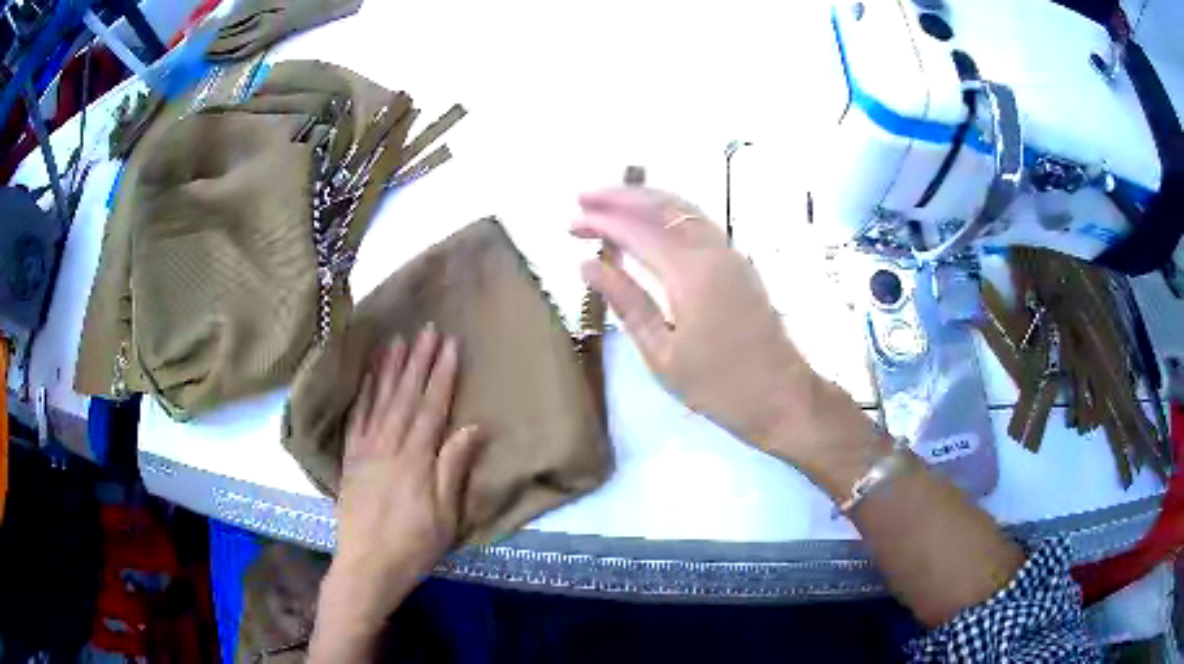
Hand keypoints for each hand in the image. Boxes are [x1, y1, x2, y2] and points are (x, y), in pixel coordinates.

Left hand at [326, 324, 482, 621]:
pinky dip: (363, 393)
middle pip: (405, 396)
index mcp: (415, 460)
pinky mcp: (349, 459)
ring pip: (379, 400)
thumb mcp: (445, 516)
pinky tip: (369, 376)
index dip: (442, 375)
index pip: (431, 407)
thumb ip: (453, 468)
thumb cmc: (413, 545)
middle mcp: (388, 446)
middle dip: (418, 361)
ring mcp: (365, 450)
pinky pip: (356, 418)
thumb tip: (472, 427)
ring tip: (398, 340)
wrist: (367, 566)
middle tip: (428, 330)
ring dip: (390, 369)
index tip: (450, 345)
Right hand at [571, 187, 867, 483]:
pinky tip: (649, 222)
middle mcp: (712, 251)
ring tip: (609, 203)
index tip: (570, 223)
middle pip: (661, 207)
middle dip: (620, 197)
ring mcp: (729, 253)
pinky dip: (666, 212)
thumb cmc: (719, 386)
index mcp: (691, 273)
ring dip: (643, 199)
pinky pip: (697, 222)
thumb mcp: (662, 354)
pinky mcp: (737, 262)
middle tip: (582, 200)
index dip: (601, 222)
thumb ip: (626, 303)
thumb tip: (587, 265)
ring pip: (682, 209)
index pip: (637, 230)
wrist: (782, 396)